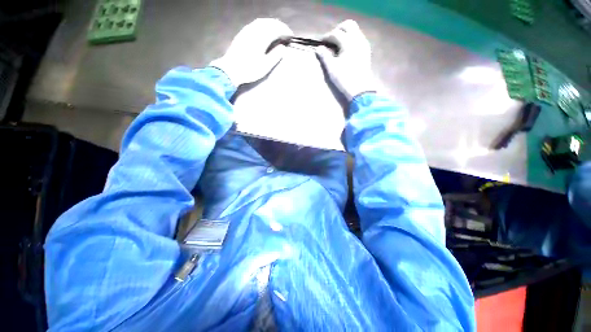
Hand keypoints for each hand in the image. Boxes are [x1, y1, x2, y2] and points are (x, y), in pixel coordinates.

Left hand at [210, 18, 292, 86]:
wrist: (231, 69)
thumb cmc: (249, 69)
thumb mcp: (265, 66)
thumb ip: (275, 56)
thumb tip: (283, 48)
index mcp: (261, 37)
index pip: (276, 29)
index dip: (285, 31)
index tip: (291, 35)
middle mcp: (254, 30)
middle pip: (269, 23)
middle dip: (279, 25)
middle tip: (285, 31)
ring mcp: (247, 30)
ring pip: (261, 22)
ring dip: (271, 23)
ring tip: (277, 29)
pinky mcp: (242, 33)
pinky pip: (255, 24)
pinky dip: (263, 24)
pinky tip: (264, 30)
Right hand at [316, 20, 375, 100]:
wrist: (360, 90)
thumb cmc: (344, 79)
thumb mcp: (332, 69)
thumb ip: (324, 56)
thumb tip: (318, 48)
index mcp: (348, 43)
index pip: (335, 33)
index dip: (326, 37)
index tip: (320, 43)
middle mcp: (358, 39)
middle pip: (348, 25)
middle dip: (337, 29)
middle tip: (330, 40)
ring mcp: (363, 44)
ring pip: (354, 30)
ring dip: (345, 34)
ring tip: (336, 45)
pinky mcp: (366, 51)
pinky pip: (358, 38)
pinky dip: (351, 39)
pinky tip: (345, 49)